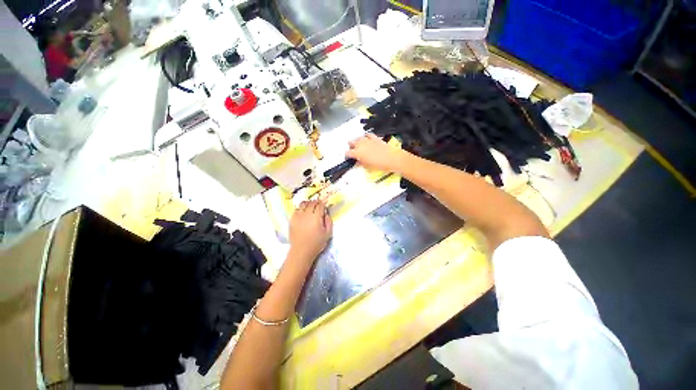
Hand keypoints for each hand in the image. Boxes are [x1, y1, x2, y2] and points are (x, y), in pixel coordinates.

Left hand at [289, 200, 332, 260]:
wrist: (301, 251)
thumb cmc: (316, 243)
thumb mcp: (328, 233)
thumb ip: (329, 221)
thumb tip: (326, 213)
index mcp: (316, 217)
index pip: (320, 205)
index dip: (323, 204)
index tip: (324, 205)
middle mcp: (307, 214)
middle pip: (311, 203)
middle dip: (316, 202)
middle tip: (318, 205)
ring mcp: (298, 216)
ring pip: (303, 204)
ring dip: (308, 204)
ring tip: (310, 207)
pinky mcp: (292, 219)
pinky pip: (297, 209)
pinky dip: (301, 209)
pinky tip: (303, 212)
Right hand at [346, 134, 406, 172]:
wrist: (392, 158)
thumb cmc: (379, 165)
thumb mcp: (368, 167)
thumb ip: (361, 163)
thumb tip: (358, 162)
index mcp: (357, 153)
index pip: (348, 153)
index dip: (347, 155)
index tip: (348, 158)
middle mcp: (360, 144)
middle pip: (351, 143)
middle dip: (351, 147)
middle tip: (354, 152)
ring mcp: (368, 140)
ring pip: (358, 138)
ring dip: (357, 142)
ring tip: (359, 146)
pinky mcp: (375, 138)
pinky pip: (368, 135)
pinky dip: (366, 137)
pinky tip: (367, 140)